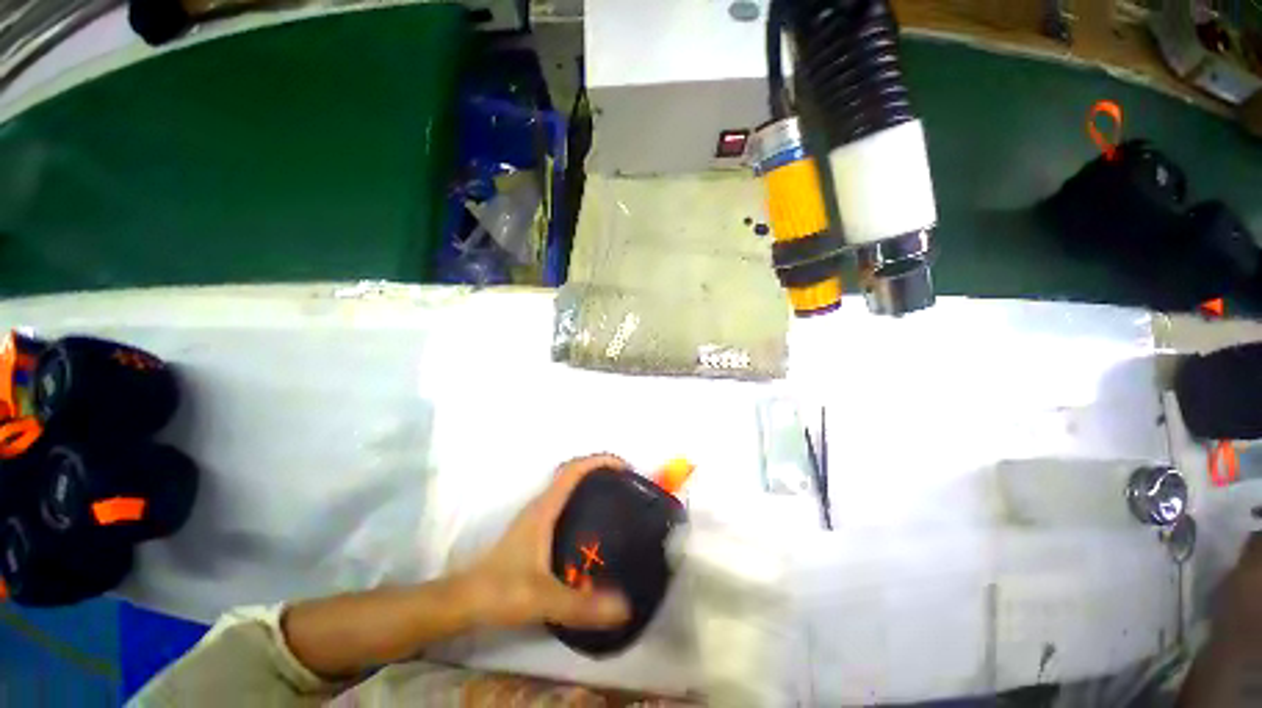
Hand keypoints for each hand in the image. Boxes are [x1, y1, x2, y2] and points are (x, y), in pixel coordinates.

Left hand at [459, 454, 632, 629]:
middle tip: (637, 502)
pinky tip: (602, 555)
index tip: (630, 471)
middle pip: (573, 484)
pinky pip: (566, 526)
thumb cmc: (500, 591)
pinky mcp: (533, 548)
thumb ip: (584, 605)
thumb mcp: (545, 599)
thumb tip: (627, 608)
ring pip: (569, 506)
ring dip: (596, 506)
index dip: (600, 463)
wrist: (466, 603)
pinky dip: (586, 529)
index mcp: (541, 514)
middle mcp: (538, 515)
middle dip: (605, 485)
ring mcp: (534, 531)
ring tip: (628, 525)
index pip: (570, 473)